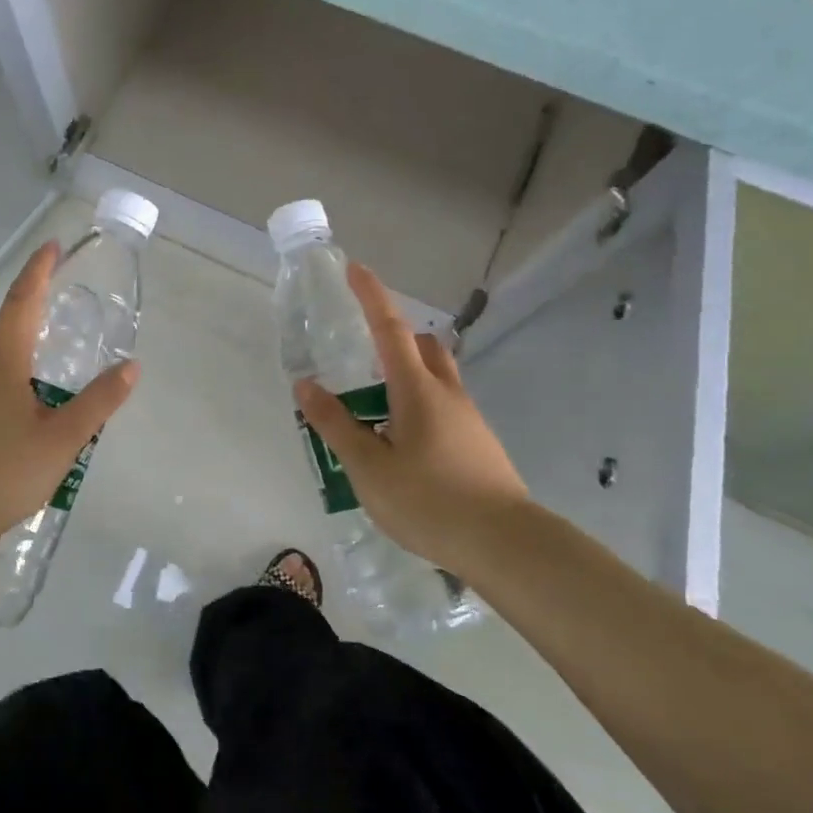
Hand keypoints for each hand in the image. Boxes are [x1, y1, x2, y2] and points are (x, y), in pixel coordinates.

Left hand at [0, 241, 138, 572]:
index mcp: (1, 361)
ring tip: (2, 426)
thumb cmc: (6, 472)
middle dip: (4, 344)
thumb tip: (131, 367)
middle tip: (28, 385)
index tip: (50, 246)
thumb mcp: (64, 440)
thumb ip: (99, 401)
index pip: (23, 301)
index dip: (38, 271)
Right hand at [295, 263, 529, 577]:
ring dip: (407, 376)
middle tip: (363, 357)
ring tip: (375, 411)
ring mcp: (469, 420)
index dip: (371, 296)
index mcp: (417, 390)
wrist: (505, 544)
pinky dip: (419, 407)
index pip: (390, 329)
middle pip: (422, 347)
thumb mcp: (368, 466)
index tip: (356, 268)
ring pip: (436, 379)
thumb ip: (336, 425)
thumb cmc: (429, 500)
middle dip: (394, 338)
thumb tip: (307, 386)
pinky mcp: (480, 445)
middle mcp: (447, 394)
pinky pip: (445, 408)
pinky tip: (404, 446)